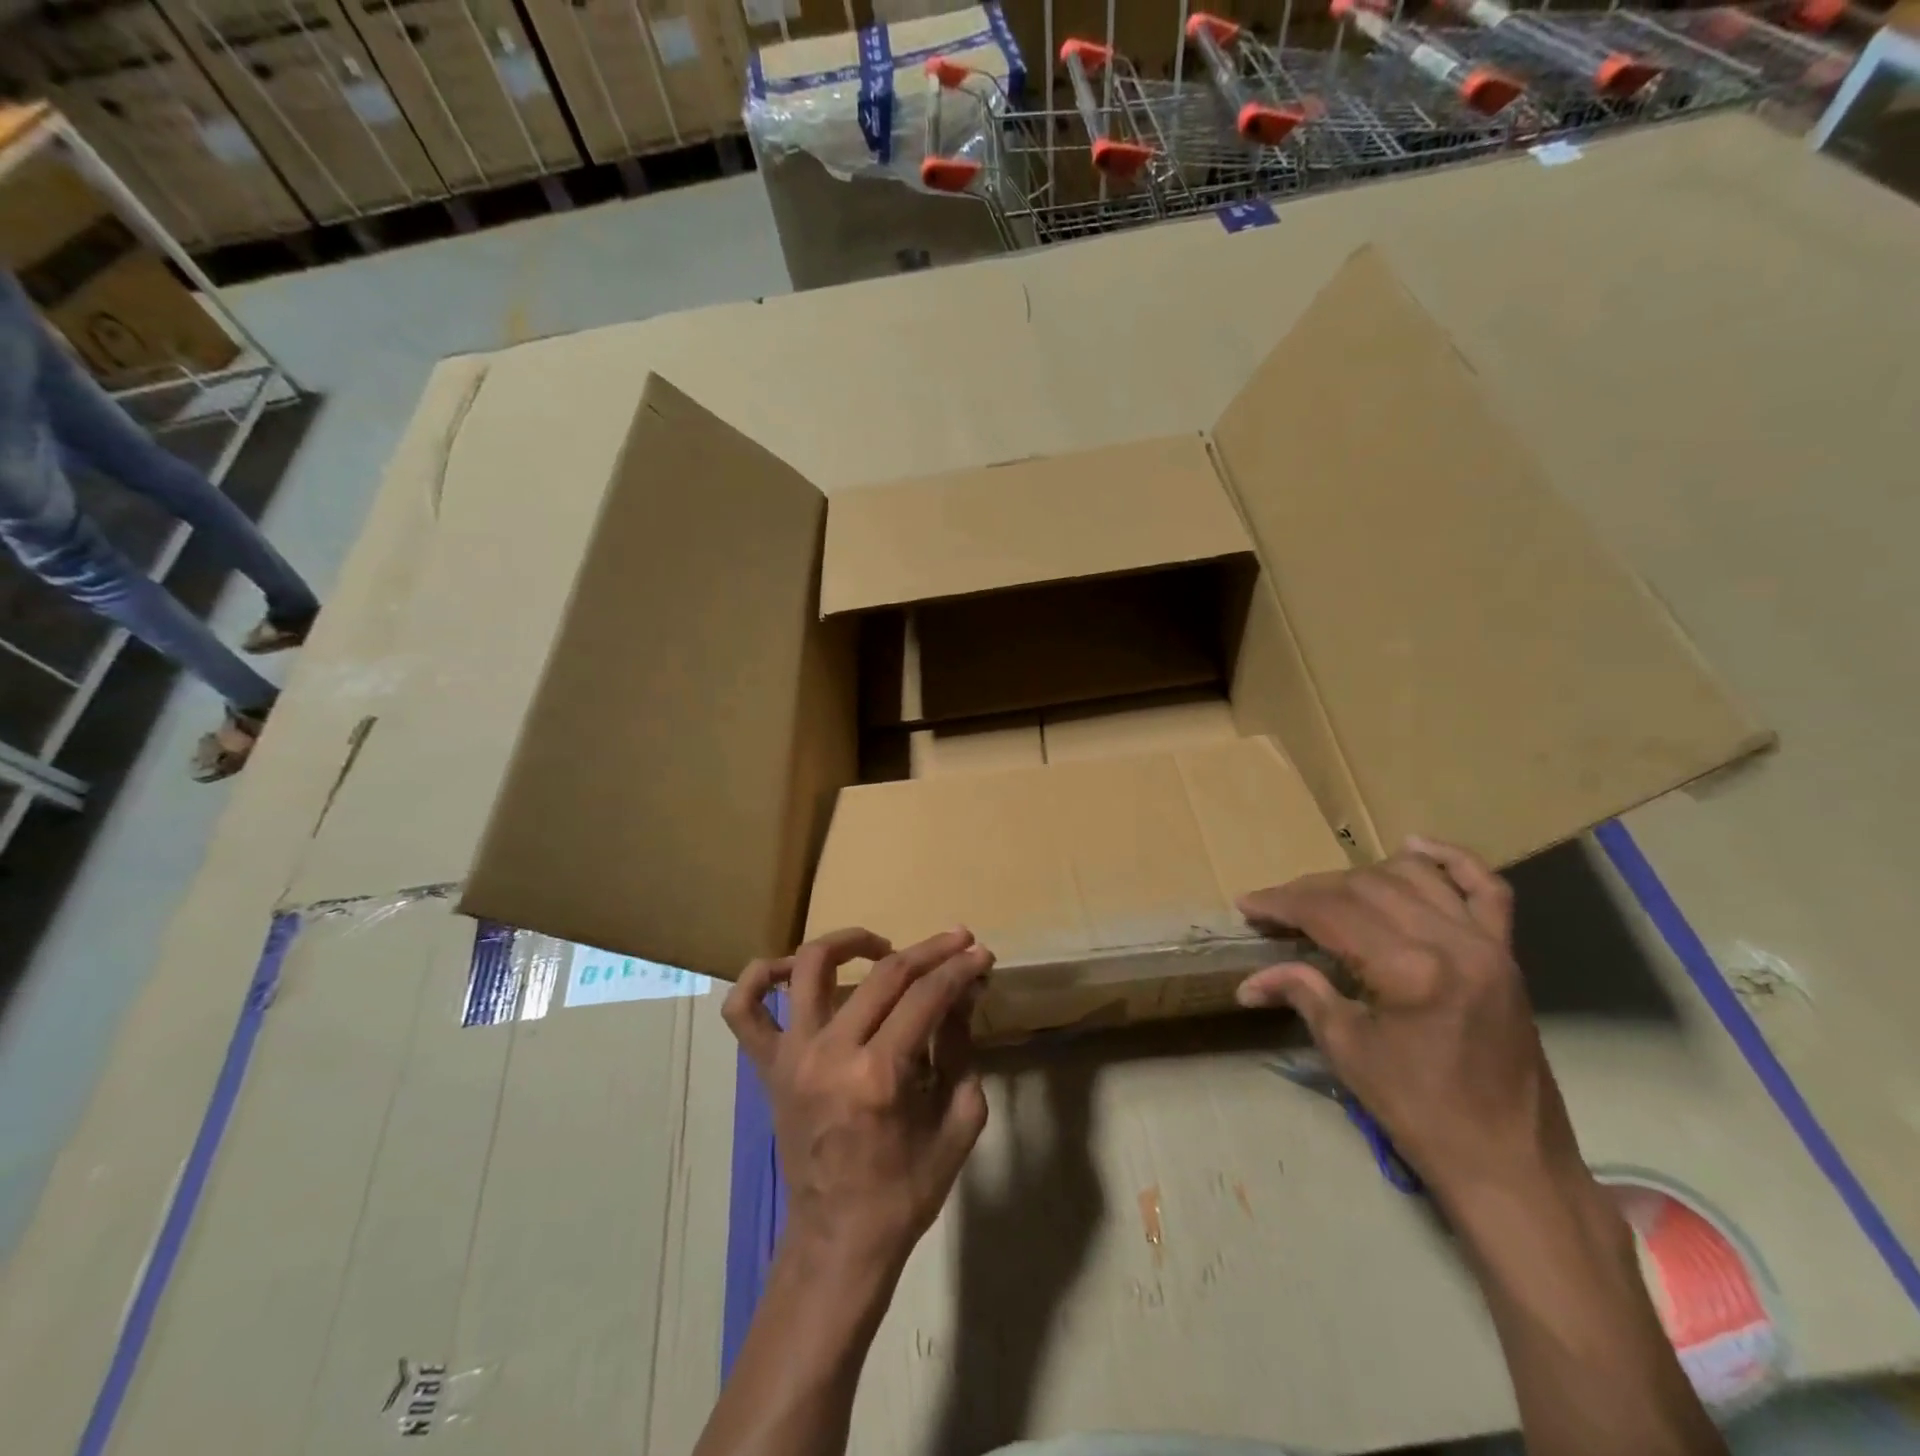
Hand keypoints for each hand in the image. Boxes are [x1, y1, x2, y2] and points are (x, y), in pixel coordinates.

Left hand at [723, 926, 993, 1279]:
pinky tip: (792, 969)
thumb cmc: (905, 1192)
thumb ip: (962, 1051)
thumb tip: (963, 993)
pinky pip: (743, 1010)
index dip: (958, 969)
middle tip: (957, 941)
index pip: (926, 997)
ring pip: (810, 968)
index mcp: (878, 1076)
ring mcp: (792, 1057)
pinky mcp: (767, 1068)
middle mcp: (830, 1054)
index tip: (980, 954)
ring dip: (850, 942)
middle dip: (930, 951)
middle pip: (885, 975)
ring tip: (882, 945)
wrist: (838, 1242)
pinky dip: (760, 976)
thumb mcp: (957, 1125)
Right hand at [1235, 836, 1581, 1209]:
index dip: (1282, 903)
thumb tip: (1249, 982)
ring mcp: (1487, 943)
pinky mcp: (1507, 954)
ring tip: (1328, 895)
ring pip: (1413, 876)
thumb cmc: (1420, 1113)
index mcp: (1410, 970)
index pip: (1330, 912)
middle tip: (1276, 909)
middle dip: (1311, 891)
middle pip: (1365, 887)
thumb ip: (1302, 994)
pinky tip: (1414, 847)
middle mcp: (1452, 942)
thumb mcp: (1348, 1051)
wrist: (1509, 1162)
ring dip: (1362, 876)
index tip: (1247, 905)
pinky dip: (1451, 860)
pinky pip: (1486, 888)